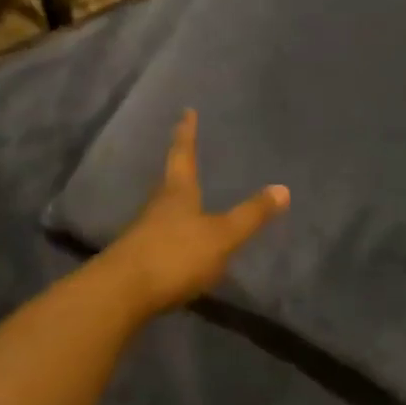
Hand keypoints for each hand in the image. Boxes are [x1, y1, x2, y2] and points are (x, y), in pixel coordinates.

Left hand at [96, 110, 288, 316]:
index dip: (187, 133)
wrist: (122, 293)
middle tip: (185, 153)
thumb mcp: (222, 236)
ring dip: (173, 200)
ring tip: (186, 197)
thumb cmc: (175, 255)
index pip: (183, 154)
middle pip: (169, 179)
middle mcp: (157, 205)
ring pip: (161, 207)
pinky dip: (170, 231)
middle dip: (178, 165)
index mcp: (177, 192)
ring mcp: (143, 231)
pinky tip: (178, 242)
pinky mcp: (137, 257)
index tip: (186, 111)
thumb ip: (251, 215)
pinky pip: (158, 235)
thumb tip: (283, 188)